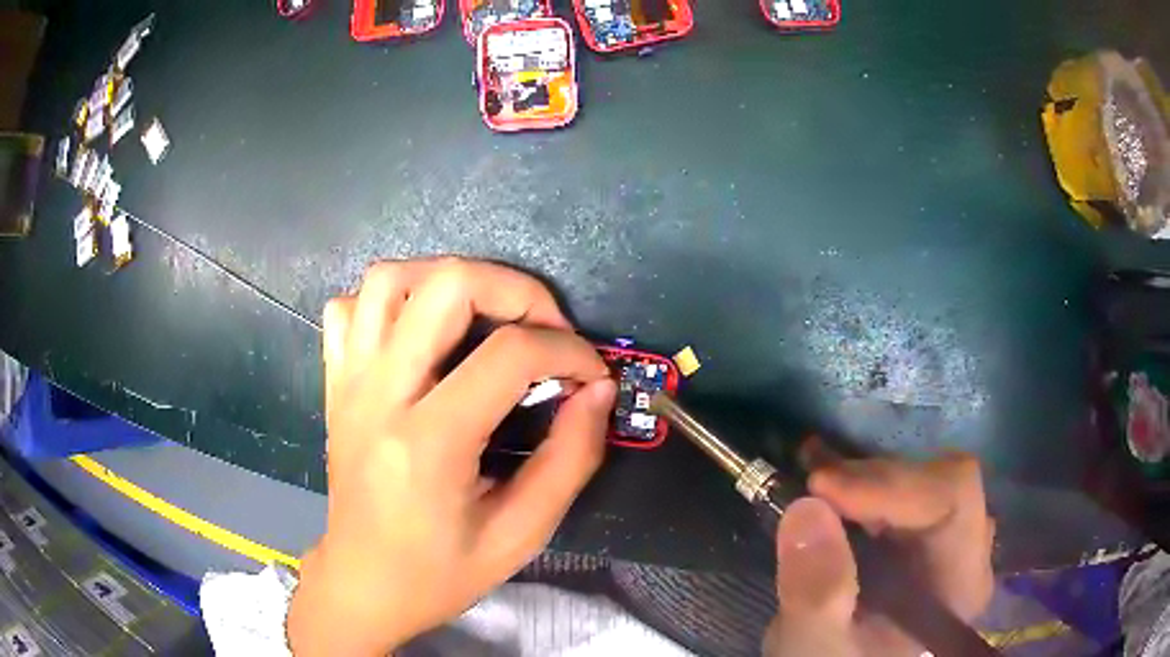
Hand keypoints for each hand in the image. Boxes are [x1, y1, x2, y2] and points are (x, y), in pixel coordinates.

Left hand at [287, 258, 616, 655]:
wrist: (363, 584)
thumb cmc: (440, 572)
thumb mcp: (521, 535)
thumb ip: (570, 460)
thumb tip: (599, 391)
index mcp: (428, 442)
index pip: (509, 354)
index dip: (568, 351)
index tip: (592, 374)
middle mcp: (379, 395)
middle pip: (446, 285)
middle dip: (516, 290)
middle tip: (546, 328)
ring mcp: (348, 382)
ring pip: (388, 278)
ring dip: (449, 279)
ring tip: (486, 316)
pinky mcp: (335, 383)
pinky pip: (349, 308)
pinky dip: (389, 301)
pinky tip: (418, 333)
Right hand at [763, 448, 995, 656]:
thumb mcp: (815, 645)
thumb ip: (816, 593)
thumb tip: (808, 510)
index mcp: (959, 586)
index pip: (952, 500)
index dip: (893, 483)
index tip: (822, 487)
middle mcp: (969, 555)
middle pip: (942, 483)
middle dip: (877, 480)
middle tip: (815, 486)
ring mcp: (951, 543)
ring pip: (925, 480)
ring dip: (870, 479)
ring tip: (818, 485)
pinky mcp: (926, 537)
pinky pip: (909, 491)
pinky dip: (868, 485)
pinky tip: (834, 489)